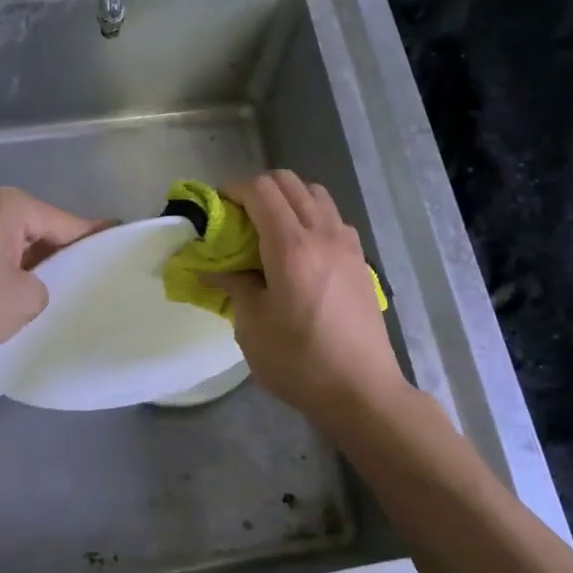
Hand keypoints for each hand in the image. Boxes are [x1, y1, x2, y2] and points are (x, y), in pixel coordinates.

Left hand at [0, 187, 108, 358]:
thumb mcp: (24, 301)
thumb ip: (44, 287)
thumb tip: (29, 284)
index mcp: (10, 205)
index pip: (66, 223)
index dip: (95, 238)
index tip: (120, 239)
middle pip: (39, 228)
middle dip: (59, 254)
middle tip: (85, 280)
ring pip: (13, 242)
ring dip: (29, 265)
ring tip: (50, 293)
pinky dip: (3, 269)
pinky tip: (9, 294)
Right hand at [204, 171, 406, 427]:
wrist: (361, 390)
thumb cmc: (298, 360)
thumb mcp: (252, 326)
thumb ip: (233, 286)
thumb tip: (211, 268)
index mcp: (291, 246)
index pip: (261, 190)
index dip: (234, 189)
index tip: (217, 208)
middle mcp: (322, 233)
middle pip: (290, 183)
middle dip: (259, 189)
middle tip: (238, 216)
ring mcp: (347, 244)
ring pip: (316, 194)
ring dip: (288, 199)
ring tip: (270, 228)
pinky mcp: (360, 260)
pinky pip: (333, 218)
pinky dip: (311, 216)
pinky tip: (300, 249)